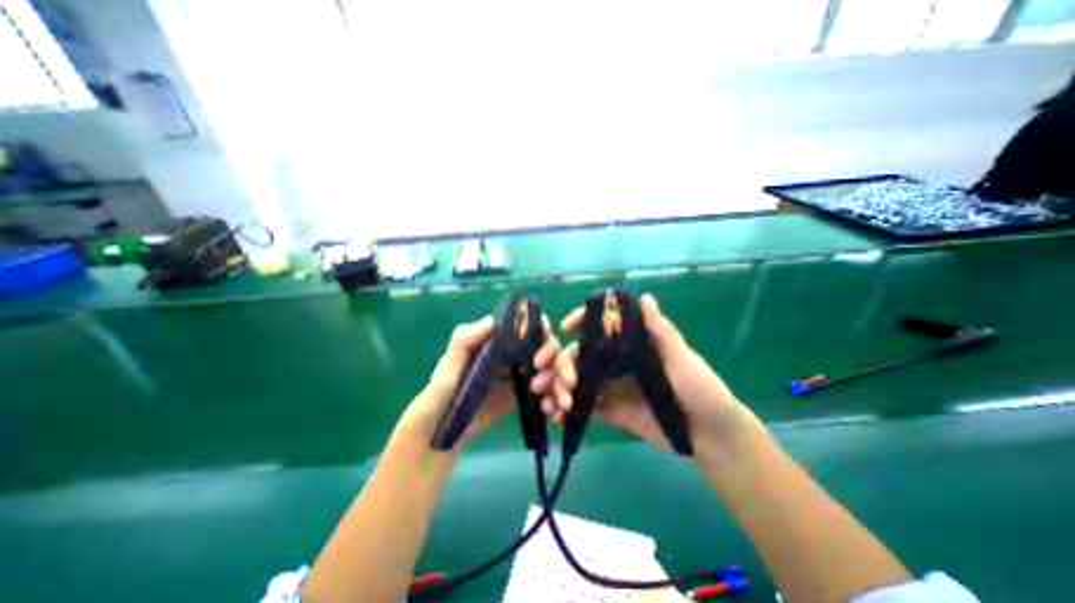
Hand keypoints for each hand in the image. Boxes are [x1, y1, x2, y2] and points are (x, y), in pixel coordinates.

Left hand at [403, 315, 562, 447]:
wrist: (444, 431)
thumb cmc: (442, 394)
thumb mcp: (448, 367)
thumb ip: (464, 341)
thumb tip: (493, 320)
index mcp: (496, 339)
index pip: (525, 324)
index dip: (540, 327)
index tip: (546, 339)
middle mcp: (511, 351)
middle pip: (544, 344)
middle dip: (554, 356)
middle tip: (549, 375)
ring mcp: (519, 372)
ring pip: (550, 367)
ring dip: (560, 379)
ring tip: (559, 401)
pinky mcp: (523, 392)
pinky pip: (546, 388)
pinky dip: (555, 397)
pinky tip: (555, 411)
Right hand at [547, 295, 753, 458]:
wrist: (710, 436)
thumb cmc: (700, 389)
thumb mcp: (681, 358)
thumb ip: (660, 331)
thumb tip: (644, 297)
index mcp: (631, 344)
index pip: (600, 327)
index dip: (580, 322)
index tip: (564, 328)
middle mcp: (616, 361)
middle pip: (579, 355)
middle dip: (559, 364)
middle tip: (544, 379)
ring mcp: (610, 385)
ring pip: (576, 379)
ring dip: (557, 387)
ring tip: (547, 402)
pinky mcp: (609, 409)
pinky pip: (582, 404)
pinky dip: (565, 407)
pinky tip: (555, 414)